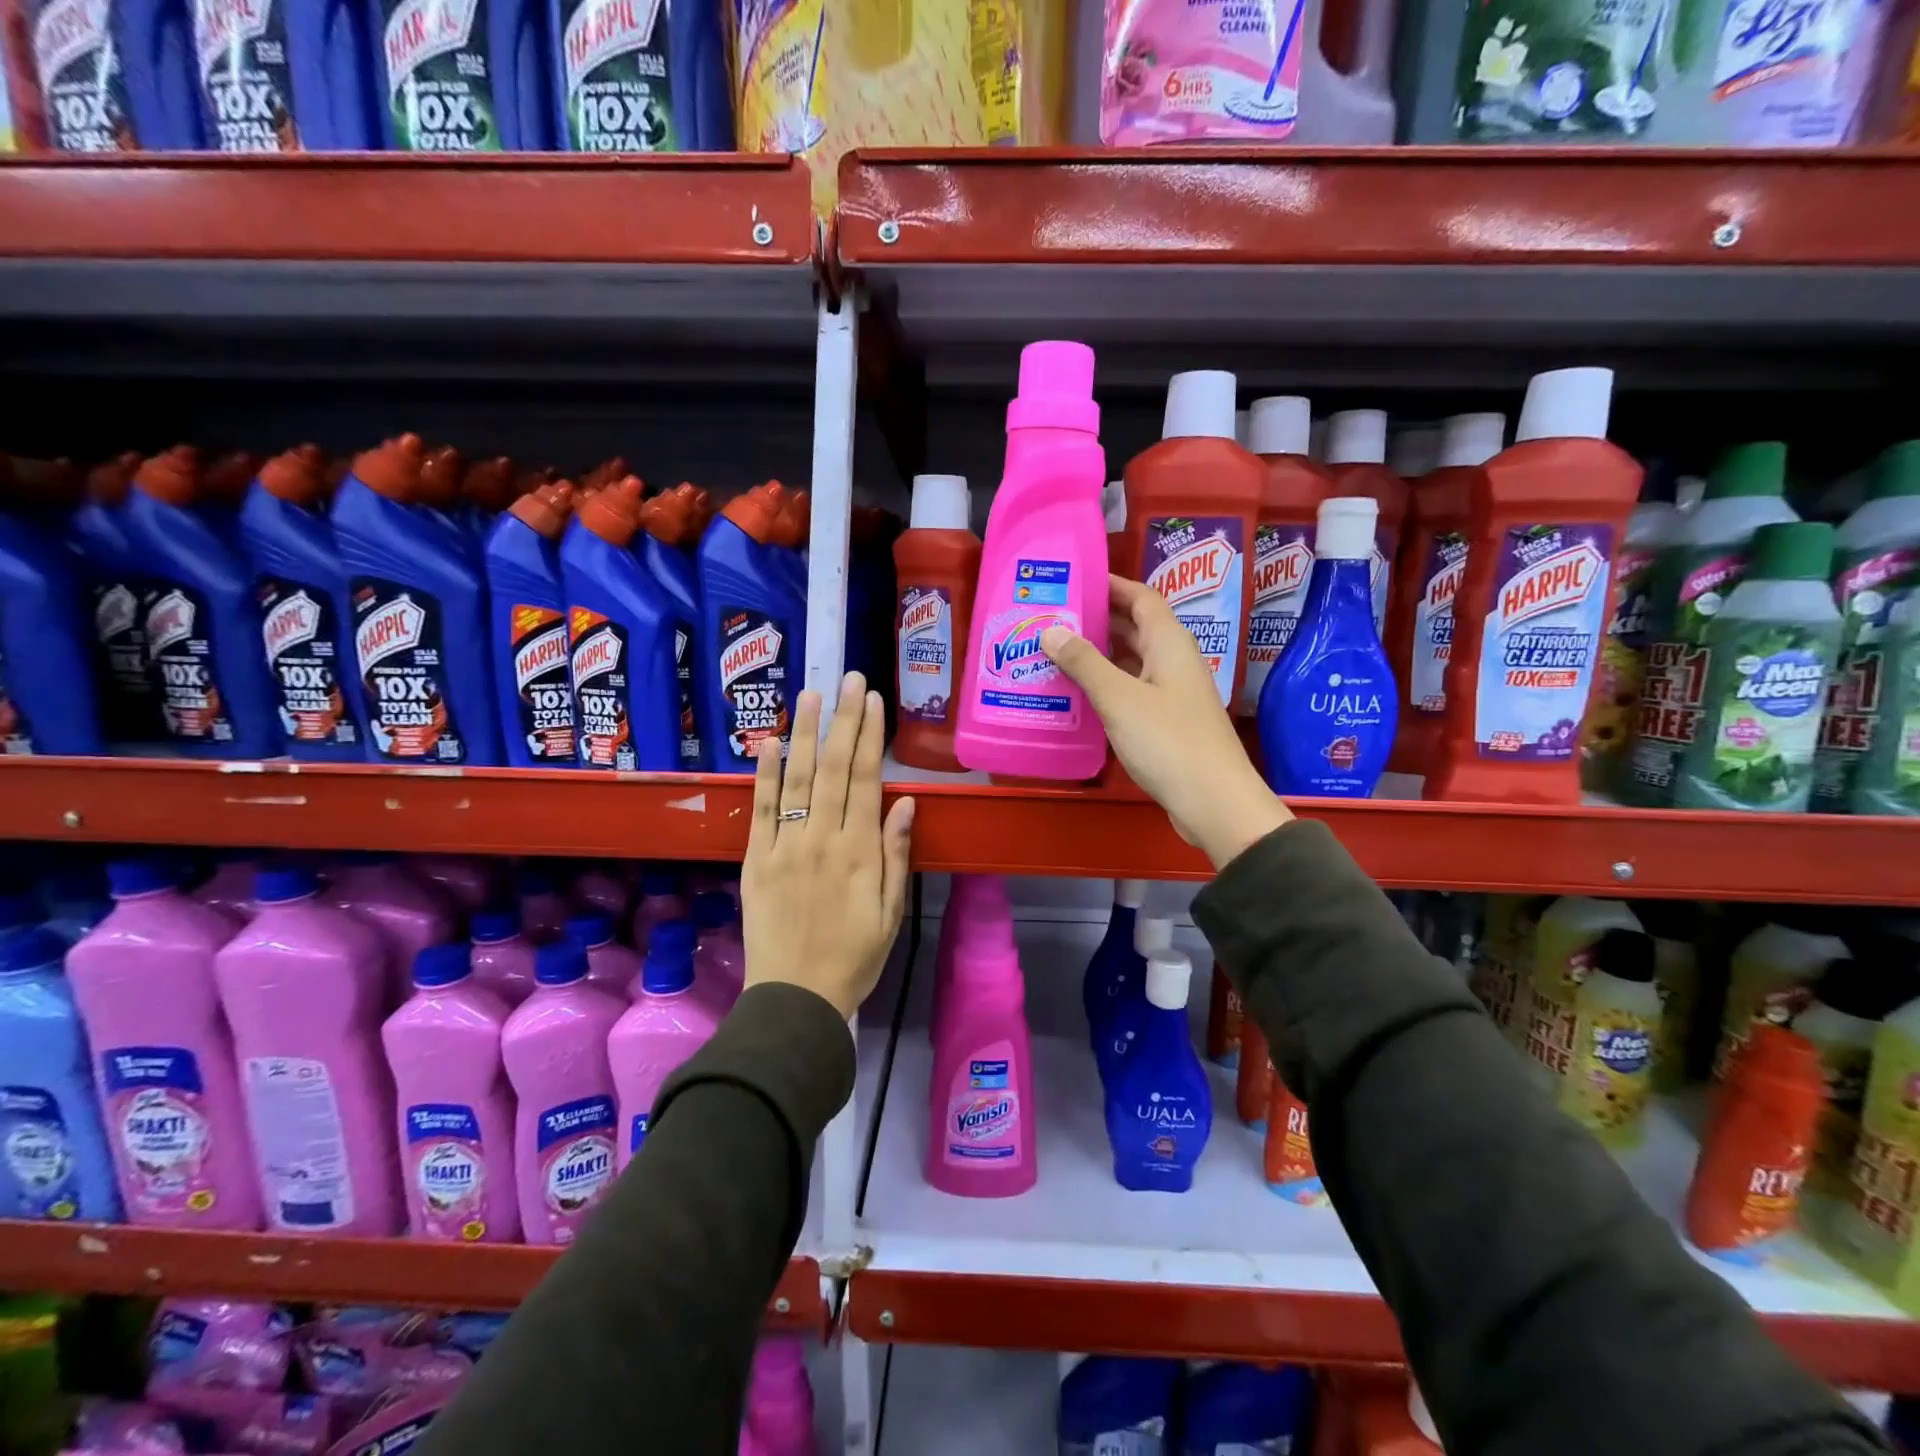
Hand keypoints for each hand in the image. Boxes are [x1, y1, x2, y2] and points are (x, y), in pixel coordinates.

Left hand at [741, 672, 915, 1017]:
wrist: (796, 997)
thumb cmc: (855, 956)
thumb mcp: (891, 912)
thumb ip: (897, 854)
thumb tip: (906, 801)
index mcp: (860, 852)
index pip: (866, 779)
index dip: (870, 736)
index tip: (872, 700)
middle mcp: (823, 839)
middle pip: (835, 769)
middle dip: (842, 719)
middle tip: (847, 678)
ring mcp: (786, 847)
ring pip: (797, 780)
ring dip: (805, 733)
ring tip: (810, 694)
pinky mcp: (757, 859)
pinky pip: (761, 810)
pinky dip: (764, 775)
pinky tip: (768, 743)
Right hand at [1042, 575, 1291, 868]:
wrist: (1213, 802)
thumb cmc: (1168, 741)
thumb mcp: (1119, 698)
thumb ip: (1084, 663)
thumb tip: (1051, 630)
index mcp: (1169, 643)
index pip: (1141, 597)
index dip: (1111, 585)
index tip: (1073, 580)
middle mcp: (1173, 661)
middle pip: (1134, 628)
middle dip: (1096, 620)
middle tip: (1051, 618)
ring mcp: (1171, 693)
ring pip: (1131, 662)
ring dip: (1097, 656)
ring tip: (1053, 653)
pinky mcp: (1166, 722)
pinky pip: (1131, 690)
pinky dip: (1105, 686)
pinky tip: (1075, 695)